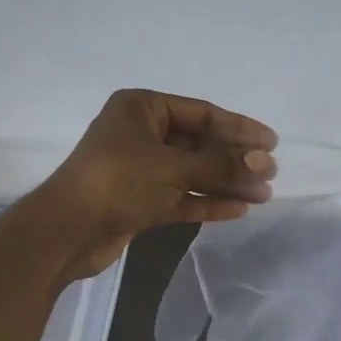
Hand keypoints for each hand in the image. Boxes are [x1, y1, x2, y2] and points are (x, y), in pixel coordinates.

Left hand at [25, 89, 277, 280]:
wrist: (68, 231)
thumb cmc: (118, 181)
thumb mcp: (173, 167)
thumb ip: (220, 165)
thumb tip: (265, 164)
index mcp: (142, 108)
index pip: (202, 113)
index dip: (239, 128)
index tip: (272, 143)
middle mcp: (141, 134)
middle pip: (199, 143)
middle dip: (235, 159)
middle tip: (271, 173)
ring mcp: (141, 169)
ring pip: (192, 172)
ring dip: (226, 182)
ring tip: (263, 195)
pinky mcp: (140, 201)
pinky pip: (181, 196)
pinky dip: (207, 201)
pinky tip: (238, 209)